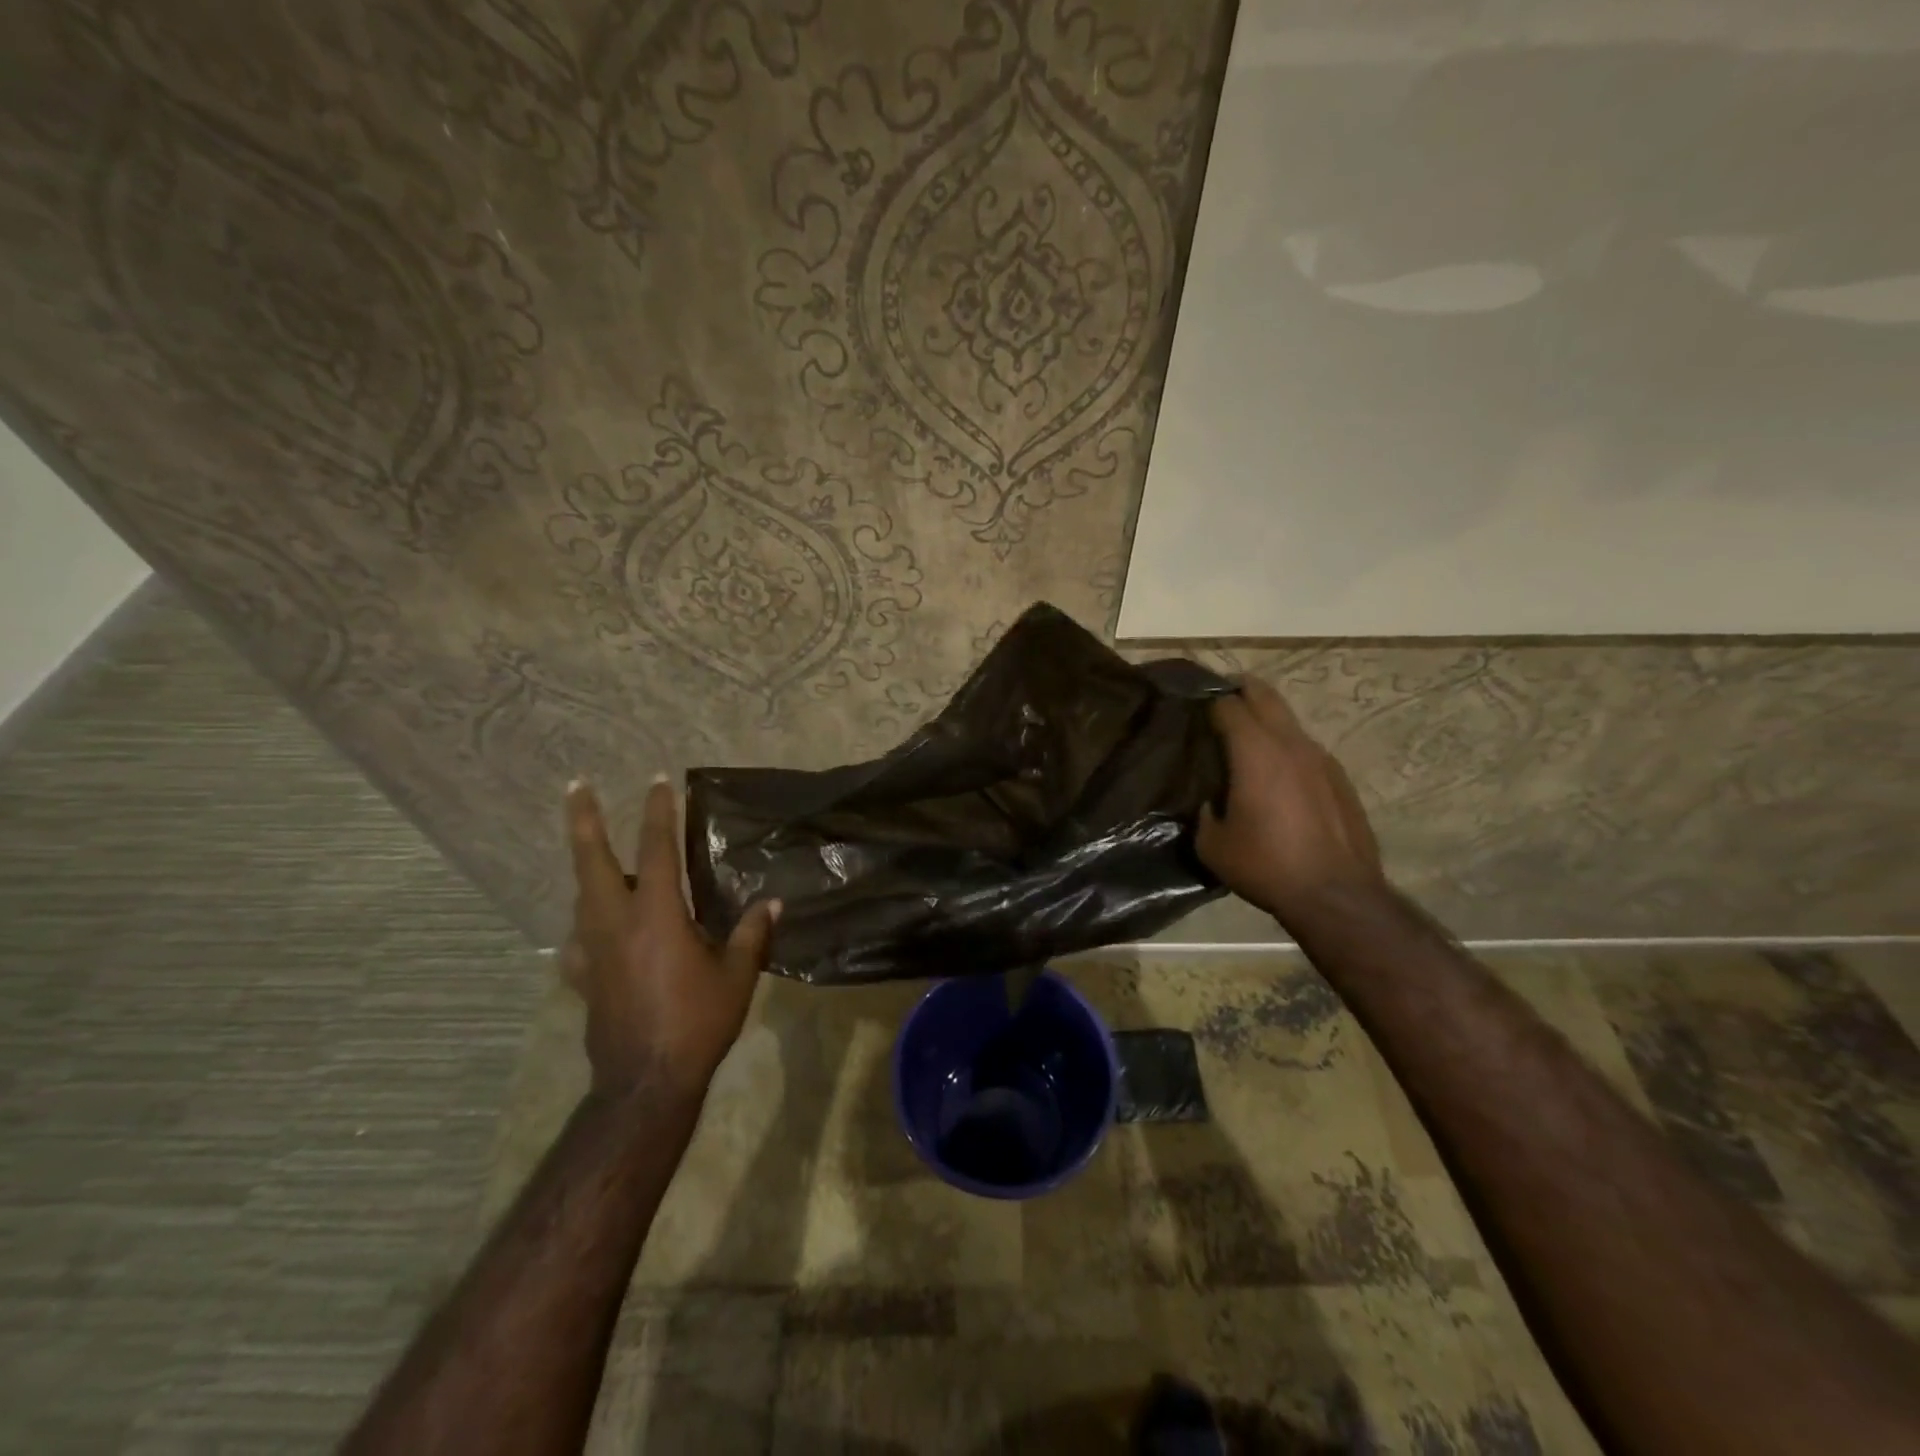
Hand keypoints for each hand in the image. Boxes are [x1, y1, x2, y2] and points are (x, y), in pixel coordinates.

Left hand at [562, 776, 778, 1098]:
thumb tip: (772, 903)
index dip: (658, 812)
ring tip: (599, 855)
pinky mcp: (583, 978)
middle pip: (592, 861)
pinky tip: (594, 932)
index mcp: (656, 915)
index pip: (656, 850)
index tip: (658, 781)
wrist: (645, 1082)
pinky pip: (578, 941)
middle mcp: (616, 923)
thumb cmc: (697, 1022)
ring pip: (582, 896)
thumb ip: (752, 934)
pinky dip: (586, 927)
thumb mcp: (737, 976)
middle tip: (576, 786)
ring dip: (589, 868)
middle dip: (584, 819)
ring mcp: (592, 951)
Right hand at [1196, 679, 1386, 923]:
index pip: (1228, 706)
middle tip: (1220, 698)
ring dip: (1267, 722)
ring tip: (1248, 742)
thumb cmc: (1266, 865)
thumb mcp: (1212, 844)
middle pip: (1264, 696)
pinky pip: (1307, 750)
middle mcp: (1291, 743)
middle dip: (1241, 690)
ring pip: (1289, 722)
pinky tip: (1279, 778)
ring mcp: (1322, 759)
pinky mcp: (1341, 779)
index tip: (1193, 711)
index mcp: (1255, 751)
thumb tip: (1208, 802)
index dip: (1208, 703)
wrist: (1336, 895)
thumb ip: (1203, 813)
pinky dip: (1288, 750)